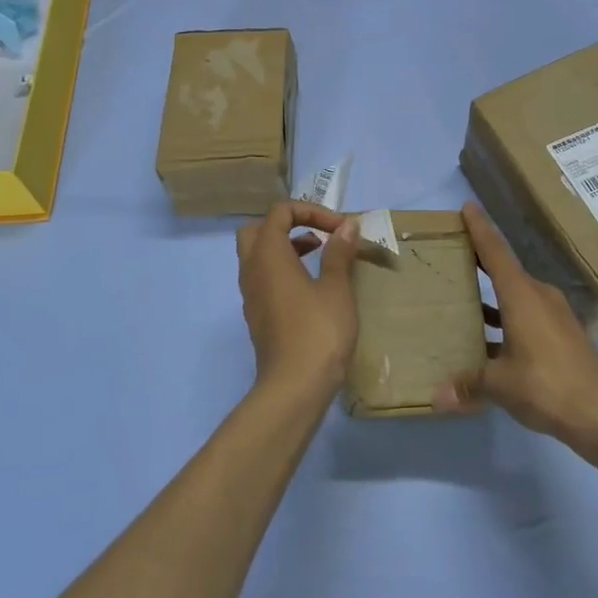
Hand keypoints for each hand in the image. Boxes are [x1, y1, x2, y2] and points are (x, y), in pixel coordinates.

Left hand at [236, 201, 360, 403]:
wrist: (295, 387)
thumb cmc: (318, 331)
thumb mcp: (336, 288)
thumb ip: (339, 253)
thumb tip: (346, 227)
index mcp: (268, 254)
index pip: (279, 212)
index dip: (310, 211)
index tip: (339, 228)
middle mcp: (252, 269)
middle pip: (258, 230)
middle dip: (287, 225)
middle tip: (317, 236)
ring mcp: (251, 295)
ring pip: (258, 256)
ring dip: (286, 247)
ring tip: (320, 256)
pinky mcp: (257, 316)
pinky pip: (263, 278)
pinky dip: (282, 270)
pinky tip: (311, 287)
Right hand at [434, 202, 597, 444]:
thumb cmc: (547, 386)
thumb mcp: (501, 385)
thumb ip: (468, 385)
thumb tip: (435, 397)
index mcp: (522, 296)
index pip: (496, 253)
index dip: (480, 229)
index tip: (467, 207)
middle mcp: (539, 297)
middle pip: (506, 271)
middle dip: (482, 262)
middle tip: (455, 255)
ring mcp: (555, 315)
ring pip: (518, 296)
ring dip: (495, 296)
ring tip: (466, 299)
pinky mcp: (564, 334)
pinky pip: (528, 315)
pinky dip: (508, 318)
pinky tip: (492, 339)